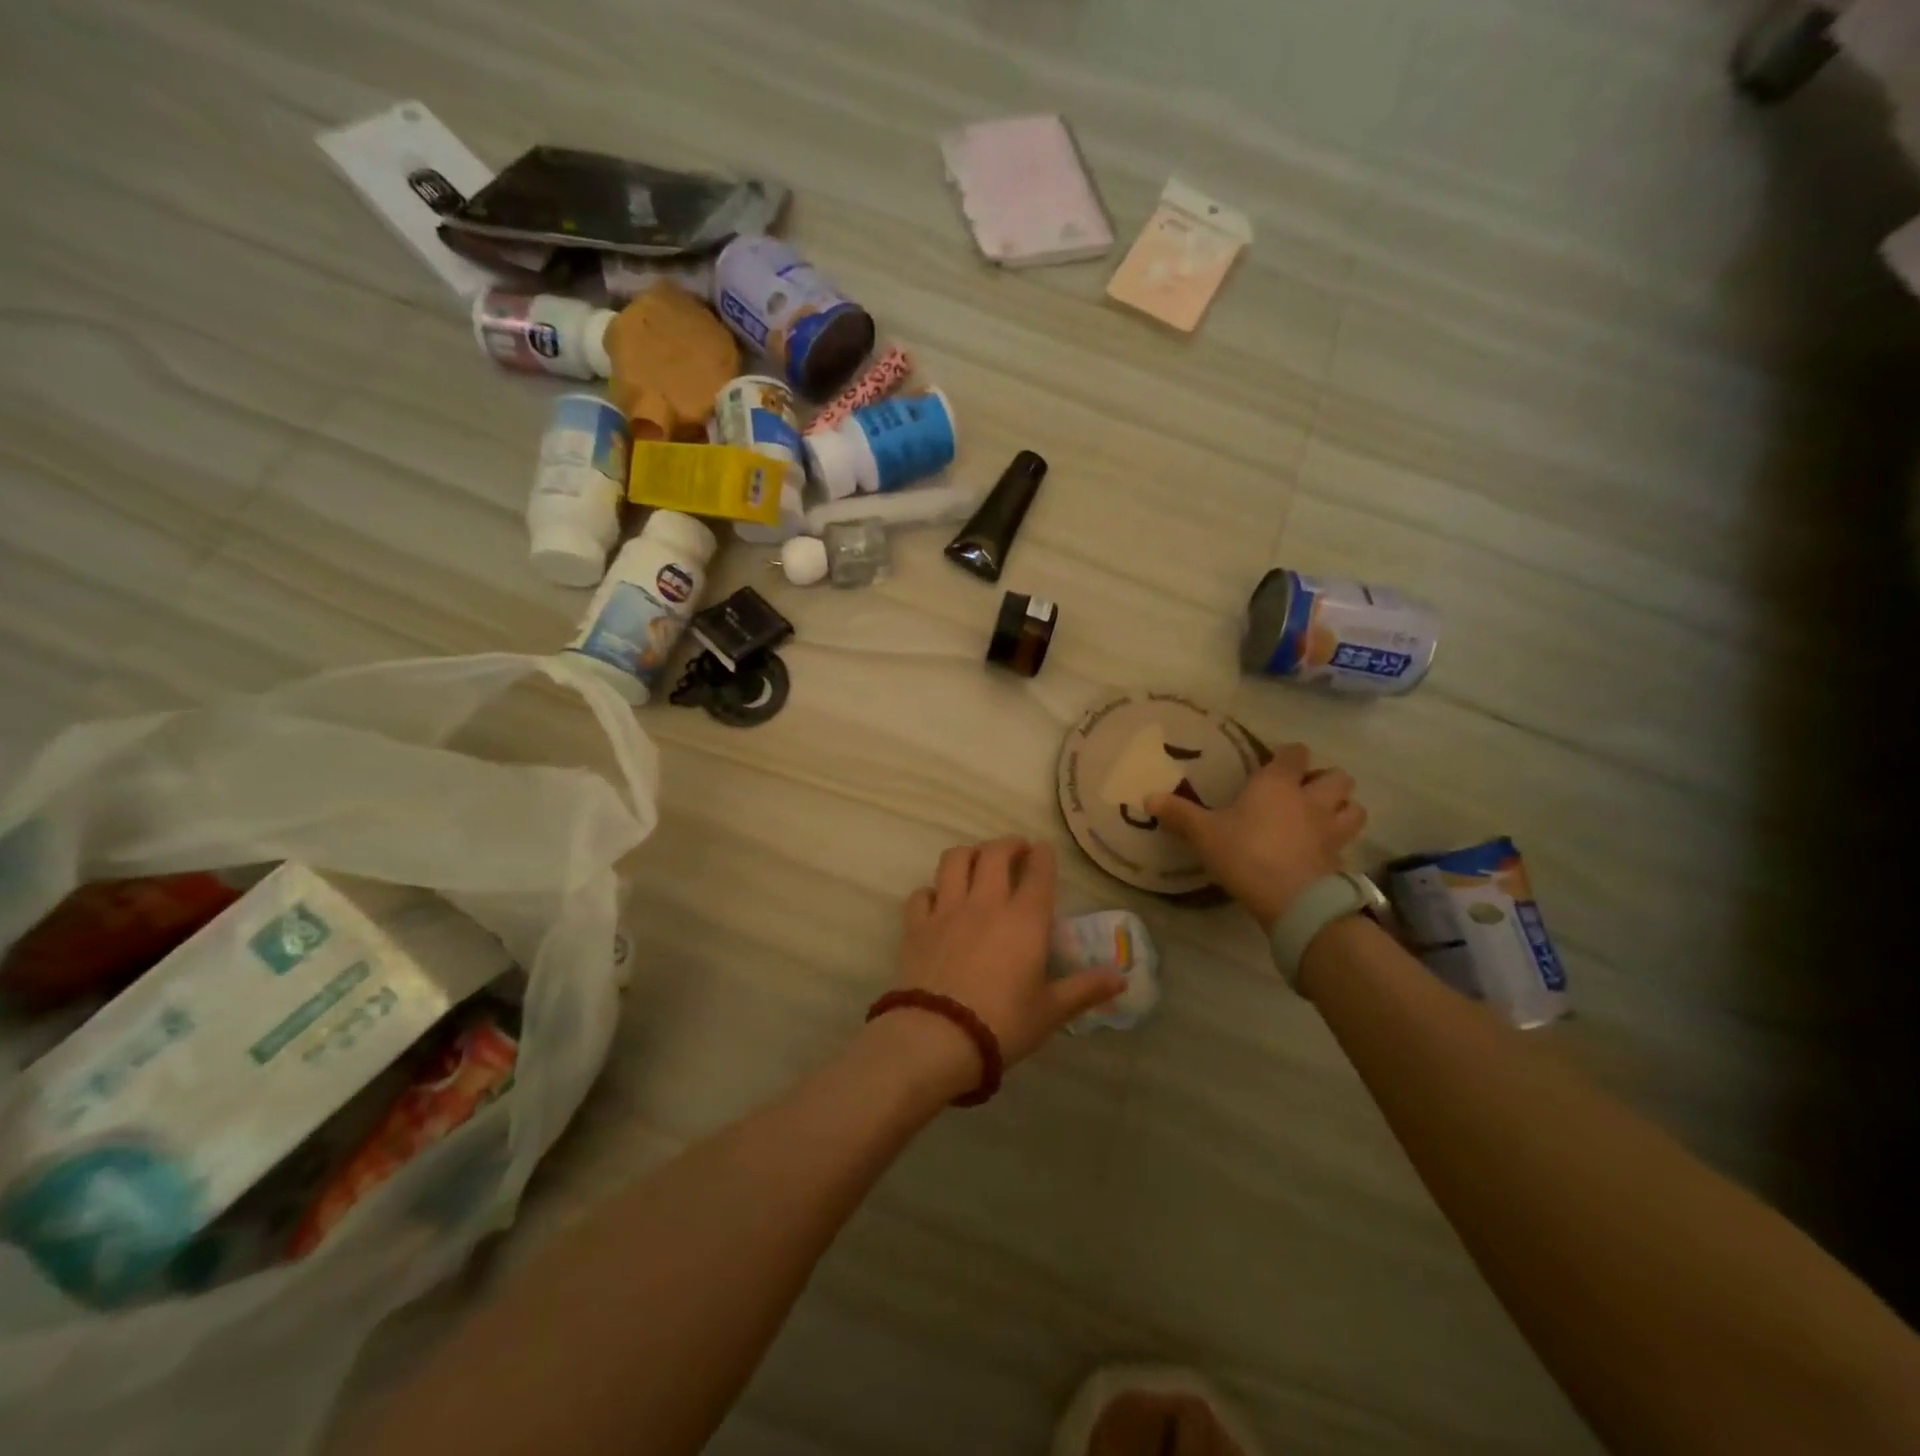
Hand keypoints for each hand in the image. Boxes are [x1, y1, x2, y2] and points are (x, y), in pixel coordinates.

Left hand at [893, 838, 1126, 1079]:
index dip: (1043, 855)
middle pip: (994, 854)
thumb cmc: (1004, 1024)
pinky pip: (921, 894)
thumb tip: (1122, 978)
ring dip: (968, 854)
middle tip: (1016, 850)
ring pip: (954, 861)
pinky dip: (931, 891)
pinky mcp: (916, 926)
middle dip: (1008, 844)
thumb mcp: (1051, 1011)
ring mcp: (947, 910)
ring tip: (976, 860)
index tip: (1044, 850)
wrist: (939, 1037)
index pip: (1038, 872)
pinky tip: (937, 900)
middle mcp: (986, 904)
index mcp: (1025, 920)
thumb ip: (1085, 989)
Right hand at [1146, 744, 1366, 931]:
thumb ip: (1179, 814)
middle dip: (1325, 779)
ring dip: (1343, 807)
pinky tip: (1321, 851)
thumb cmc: (1246, 854)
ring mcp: (1331, 829)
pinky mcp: (1340, 858)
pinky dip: (1339, 842)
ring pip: (1354, 806)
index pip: (1295, 753)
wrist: (1292, 900)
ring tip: (1324, 816)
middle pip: (1337, 776)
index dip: (1289, 755)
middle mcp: (1311, 799)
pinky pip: (1347, 842)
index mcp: (1278, 784)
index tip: (1277, 763)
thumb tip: (1148, 798)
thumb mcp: (1204, 834)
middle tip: (1305, 792)